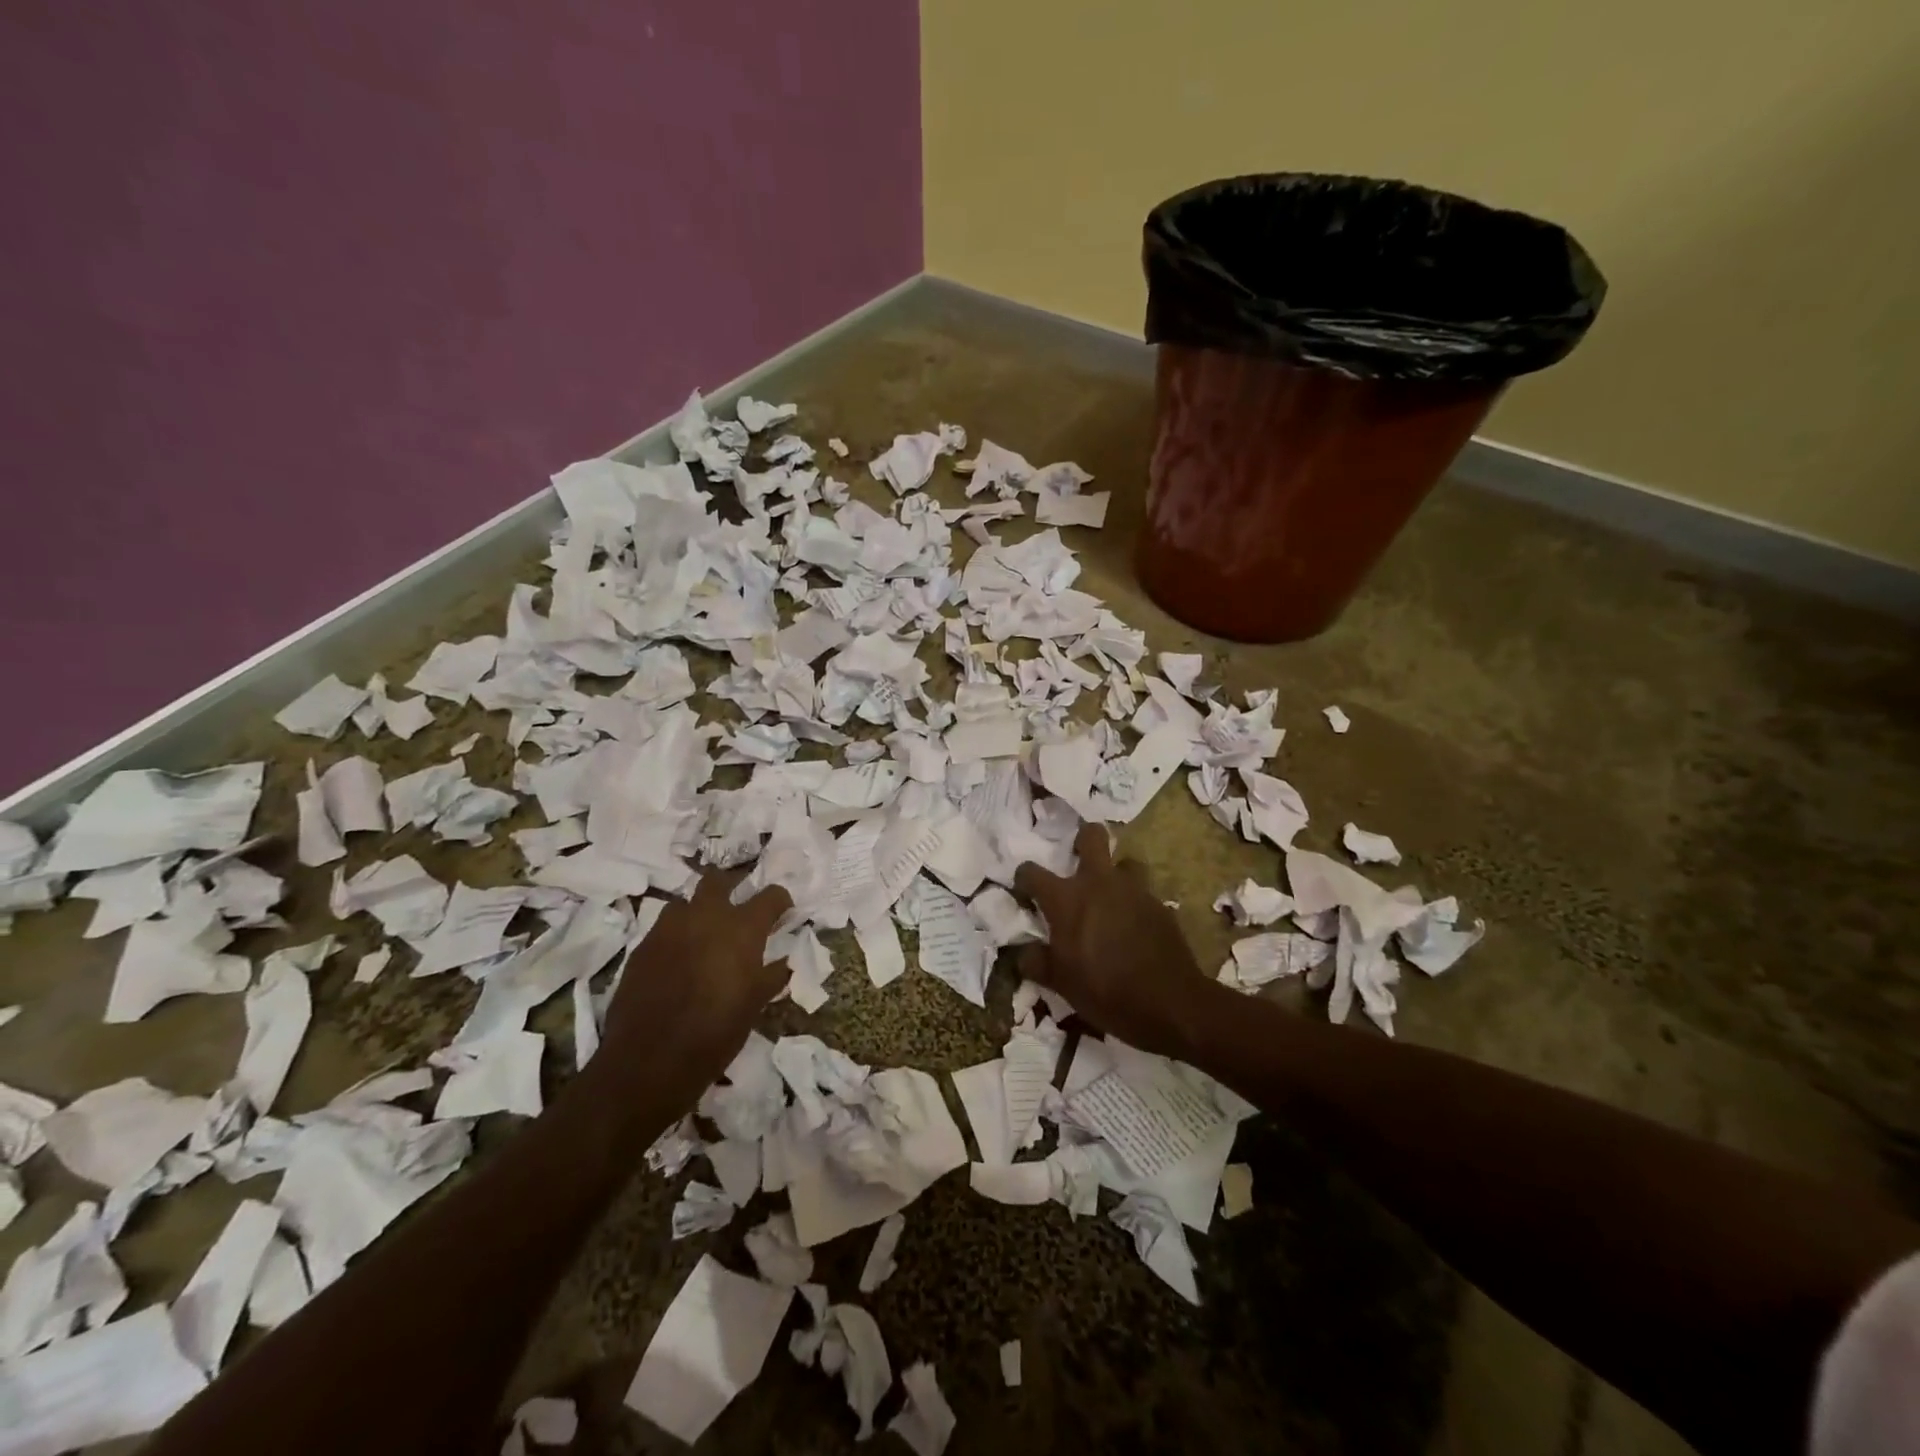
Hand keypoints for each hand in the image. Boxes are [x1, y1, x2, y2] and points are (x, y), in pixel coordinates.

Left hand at [600, 869, 791, 1094]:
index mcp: (742, 928)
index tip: (783, 913)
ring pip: (686, 902)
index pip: (771, 895)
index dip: (780, 902)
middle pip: (719, 881)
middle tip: (739, 909)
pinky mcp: (642, 946)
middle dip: (732, 886)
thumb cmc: (716, 1032)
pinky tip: (679, 960)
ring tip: (705, 934)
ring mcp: (669, 928)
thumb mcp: (755, 1004)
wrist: (649, 1059)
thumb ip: (772, 975)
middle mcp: (706, 916)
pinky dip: (677, 936)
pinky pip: (664, 928)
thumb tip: (783, 962)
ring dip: (699, 911)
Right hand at [1013, 823, 1210, 1058]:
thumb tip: (1025, 952)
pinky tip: (1135, 928)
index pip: (1032, 872)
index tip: (1025, 892)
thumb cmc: (1105, 991)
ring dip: (1116, 874)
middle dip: (1083, 839)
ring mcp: (1134, 891)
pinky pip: (1144, 894)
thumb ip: (1037, 963)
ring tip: (1112, 899)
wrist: (1169, 1003)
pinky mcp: (1160, 906)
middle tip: (1078, 859)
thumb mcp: (1061, 984)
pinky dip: (1135, 905)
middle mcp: (1099, 883)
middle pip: (1092, 836)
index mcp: (1067, 899)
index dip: (1024, 879)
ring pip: (1125, 863)